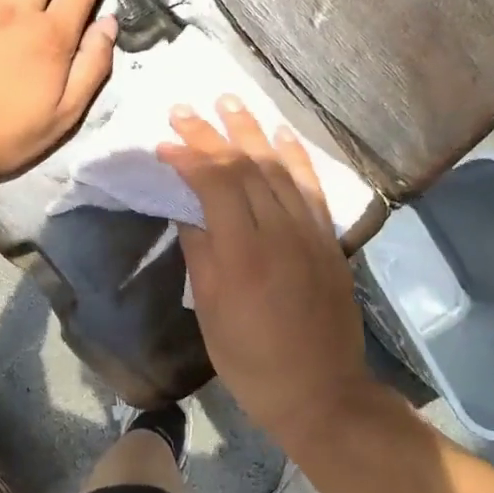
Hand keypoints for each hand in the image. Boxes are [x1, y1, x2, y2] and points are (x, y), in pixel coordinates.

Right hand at [159, 100, 368, 445]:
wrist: (320, 391)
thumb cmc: (251, 360)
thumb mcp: (209, 312)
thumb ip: (199, 253)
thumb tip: (187, 211)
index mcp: (243, 253)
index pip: (216, 184)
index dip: (188, 156)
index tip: (164, 143)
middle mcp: (280, 231)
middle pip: (245, 167)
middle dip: (212, 133)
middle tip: (184, 109)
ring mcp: (310, 232)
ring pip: (279, 167)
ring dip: (251, 130)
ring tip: (228, 101)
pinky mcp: (328, 238)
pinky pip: (311, 186)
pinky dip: (294, 155)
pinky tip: (279, 133)